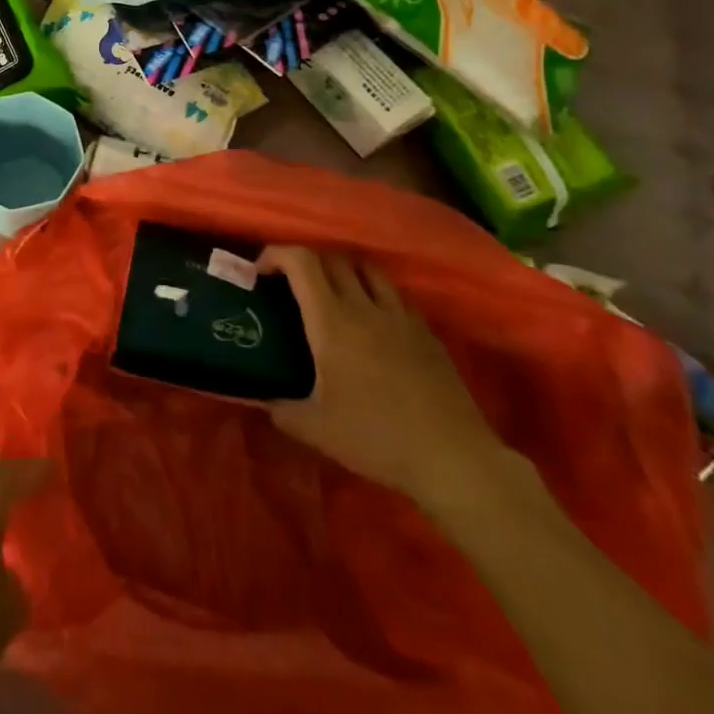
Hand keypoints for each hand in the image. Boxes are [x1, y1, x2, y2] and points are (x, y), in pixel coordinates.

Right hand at [257, 246, 505, 506]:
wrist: (453, 459)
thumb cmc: (377, 439)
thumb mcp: (315, 430)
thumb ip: (280, 409)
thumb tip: (260, 399)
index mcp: (332, 322)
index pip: (301, 262)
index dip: (276, 254)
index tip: (261, 271)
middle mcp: (365, 307)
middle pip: (333, 257)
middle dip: (306, 261)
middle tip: (292, 284)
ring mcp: (401, 316)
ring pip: (368, 269)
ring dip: (343, 270)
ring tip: (332, 293)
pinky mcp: (427, 332)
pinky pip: (395, 295)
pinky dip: (375, 293)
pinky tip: (372, 321)